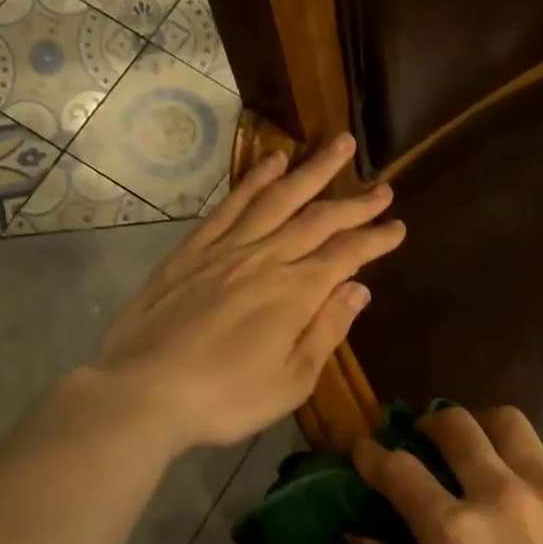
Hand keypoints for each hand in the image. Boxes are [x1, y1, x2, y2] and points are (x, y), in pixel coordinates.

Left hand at [89, 134, 404, 450]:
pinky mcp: (193, 249)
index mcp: (296, 292)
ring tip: (339, 146)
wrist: (144, 392)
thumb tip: (359, 289)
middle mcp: (266, 258)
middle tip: (383, 187)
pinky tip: (273, 162)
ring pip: (278, 198)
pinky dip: (255, 180)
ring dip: (312, 170)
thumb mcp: (292, 380)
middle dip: (355, 202)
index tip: (398, 227)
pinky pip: (231, 204)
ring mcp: (227, 248)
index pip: (346, 255)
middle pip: (319, 219)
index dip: (376, 239)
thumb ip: (327, 329)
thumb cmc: (226, 398)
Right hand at [352, 406, 542, 543]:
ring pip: (509, 421)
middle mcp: (501, 495)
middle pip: (455, 425)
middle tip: (426, 441)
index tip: (364, 449)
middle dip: (429, 426)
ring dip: (484, 429)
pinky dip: (535, 456)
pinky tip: (534, 484)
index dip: (372, 454)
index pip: (398, 469)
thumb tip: (361, 536)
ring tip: (483, 452)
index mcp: (453, 533)